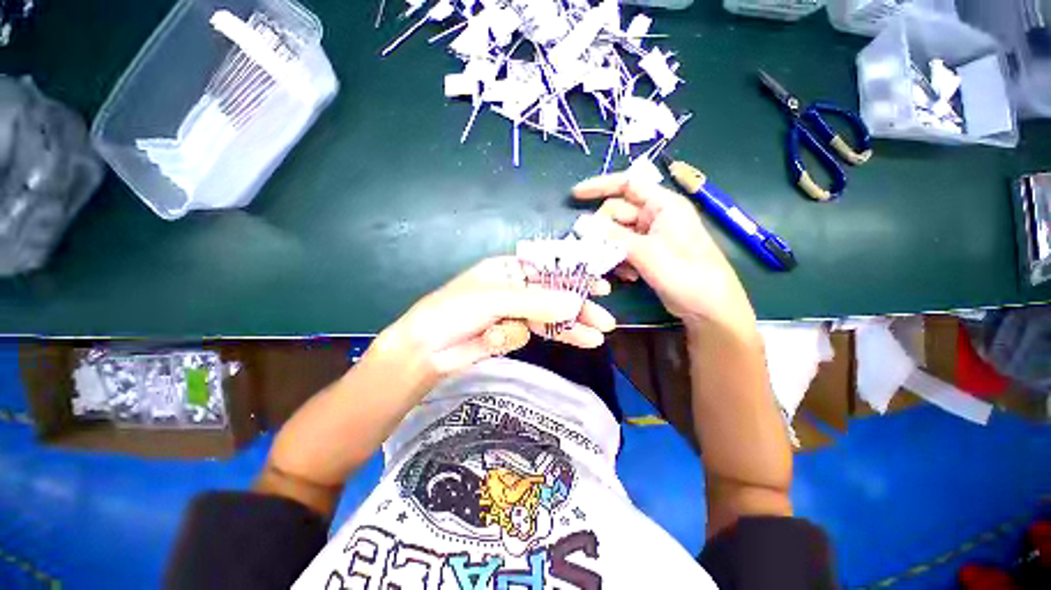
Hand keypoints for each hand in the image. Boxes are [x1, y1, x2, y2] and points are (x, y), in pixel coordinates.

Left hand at [383, 256, 615, 377]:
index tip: (599, 285)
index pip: (548, 269)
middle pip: (553, 295)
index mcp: (508, 269)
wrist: (427, 351)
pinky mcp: (512, 334)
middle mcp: (514, 288)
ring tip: (596, 337)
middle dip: (578, 307)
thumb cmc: (454, 311)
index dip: (574, 276)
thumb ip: (535, 302)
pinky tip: (563, 342)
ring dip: (571, 327)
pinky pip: (535, 333)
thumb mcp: (494, 299)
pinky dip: (545, 338)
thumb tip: (574, 304)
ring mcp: (514, 312)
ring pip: (549, 317)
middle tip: (604, 320)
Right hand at [573, 173, 755, 334]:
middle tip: (593, 250)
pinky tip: (627, 276)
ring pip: (617, 234)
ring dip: (610, 250)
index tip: (575, 195)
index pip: (627, 184)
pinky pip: (623, 250)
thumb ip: (612, 237)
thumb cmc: (686, 274)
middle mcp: (656, 216)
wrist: (709, 307)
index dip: (599, 186)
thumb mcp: (646, 253)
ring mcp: (651, 236)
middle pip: (616, 213)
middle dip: (603, 231)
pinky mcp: (648, 254)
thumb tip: (580, 224)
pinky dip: (619, 261)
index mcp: (663, 204)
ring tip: (618, 268)